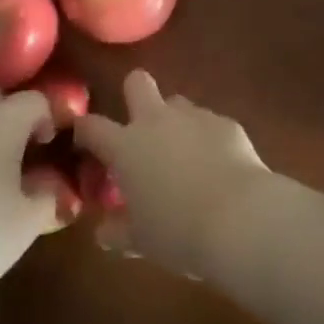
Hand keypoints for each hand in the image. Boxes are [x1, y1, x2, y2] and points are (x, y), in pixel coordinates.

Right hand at [74, 70, 270, 276]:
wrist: (239, 219)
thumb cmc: (178, 232)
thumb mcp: (139, 240)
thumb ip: (117, 230)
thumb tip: (104, 231)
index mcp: (126, 146)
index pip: (92, 125)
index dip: (84, 131)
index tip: (85, 144)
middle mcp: (157, 121)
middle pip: (137, 82)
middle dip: (134, 95)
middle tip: (140, 130)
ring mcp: (194, 117)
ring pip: (177, 103)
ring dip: (174, 122)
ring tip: (184, 156)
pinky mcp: (226, 123)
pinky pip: (209, 123)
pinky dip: (208, 140)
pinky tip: (218, 167)